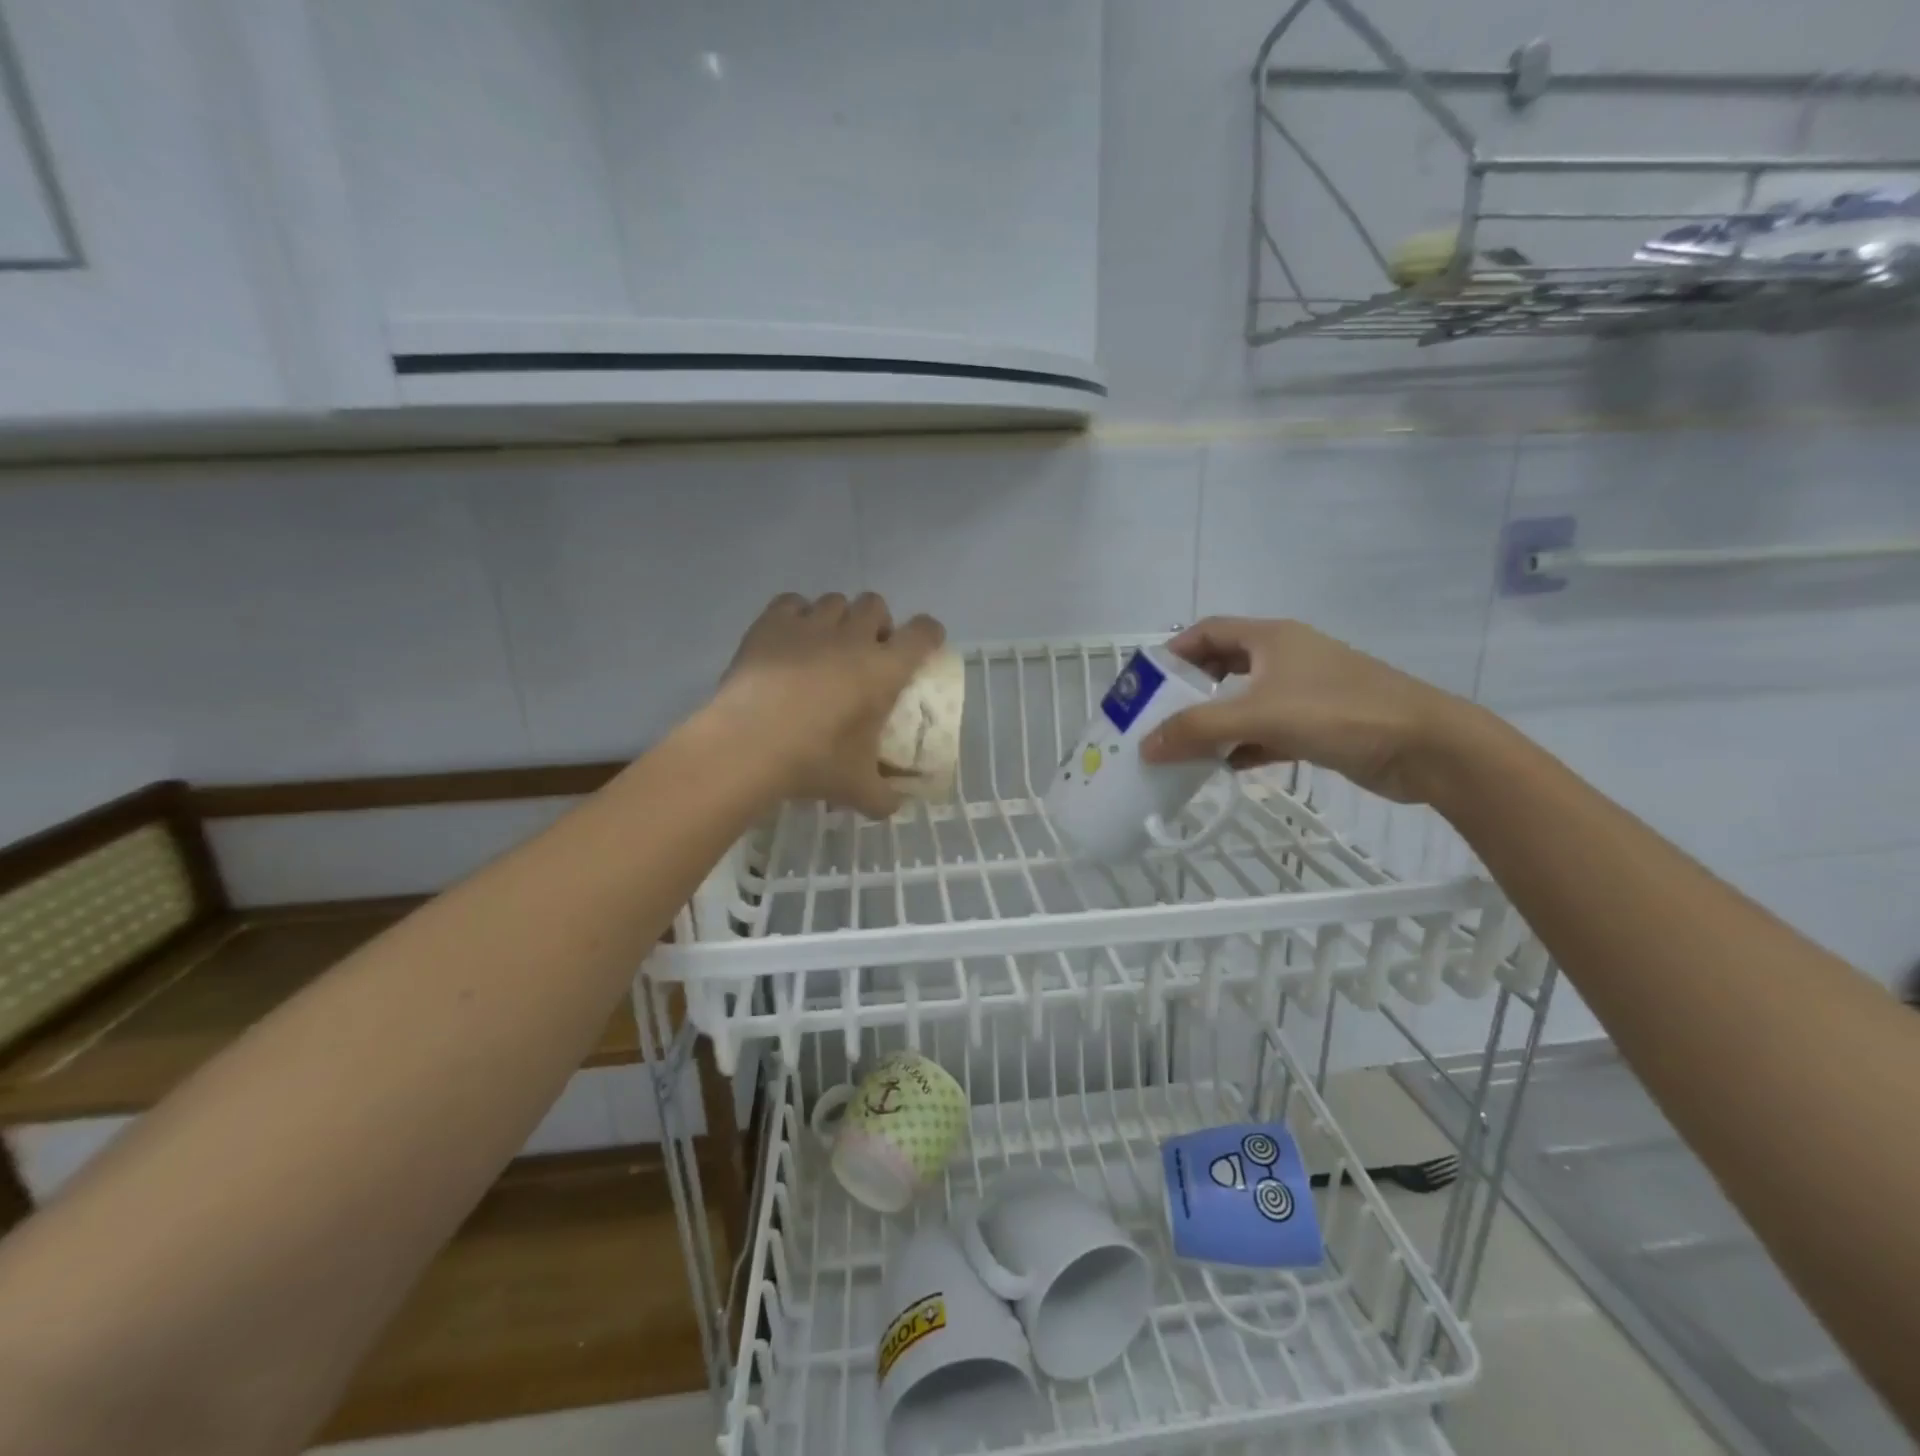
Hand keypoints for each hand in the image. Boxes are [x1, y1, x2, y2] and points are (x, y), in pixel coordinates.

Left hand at [714, 592, 944, 817]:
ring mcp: (810, 626)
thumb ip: (883, 797)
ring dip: (838, 618)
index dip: (928, 634)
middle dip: (876, 623)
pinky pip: (792, 602)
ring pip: (835, 600)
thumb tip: (893, 807)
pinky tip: (789, 639)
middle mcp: (852, 638)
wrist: (748, 745)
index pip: (922, 634)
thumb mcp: (856, 788)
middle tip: (866, 652)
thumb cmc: (814, 762)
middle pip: (875, 605)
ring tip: (825, 645)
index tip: (924, 646)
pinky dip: (796, 615)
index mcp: (884, 670)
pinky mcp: (771, 624)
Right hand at [1139, 617, 1470, 803]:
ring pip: (1245, 700)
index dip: (1173, 651)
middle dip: (1189, 690)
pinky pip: (1267, 729)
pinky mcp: (1319, 723)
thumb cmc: (1339, 713)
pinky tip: (1226, 767)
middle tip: (1159, 717)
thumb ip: (1198, 729)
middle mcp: (1285, 657)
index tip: (1145, 681)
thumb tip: (1146, 747)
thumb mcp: (1259, 716)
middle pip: (1223, 665)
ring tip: (1183, 746)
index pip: (1207, 631)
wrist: (1426, 747)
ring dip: (1215, 721)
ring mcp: (1304, 691)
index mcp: (1271, 638)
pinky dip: (1244, 745)